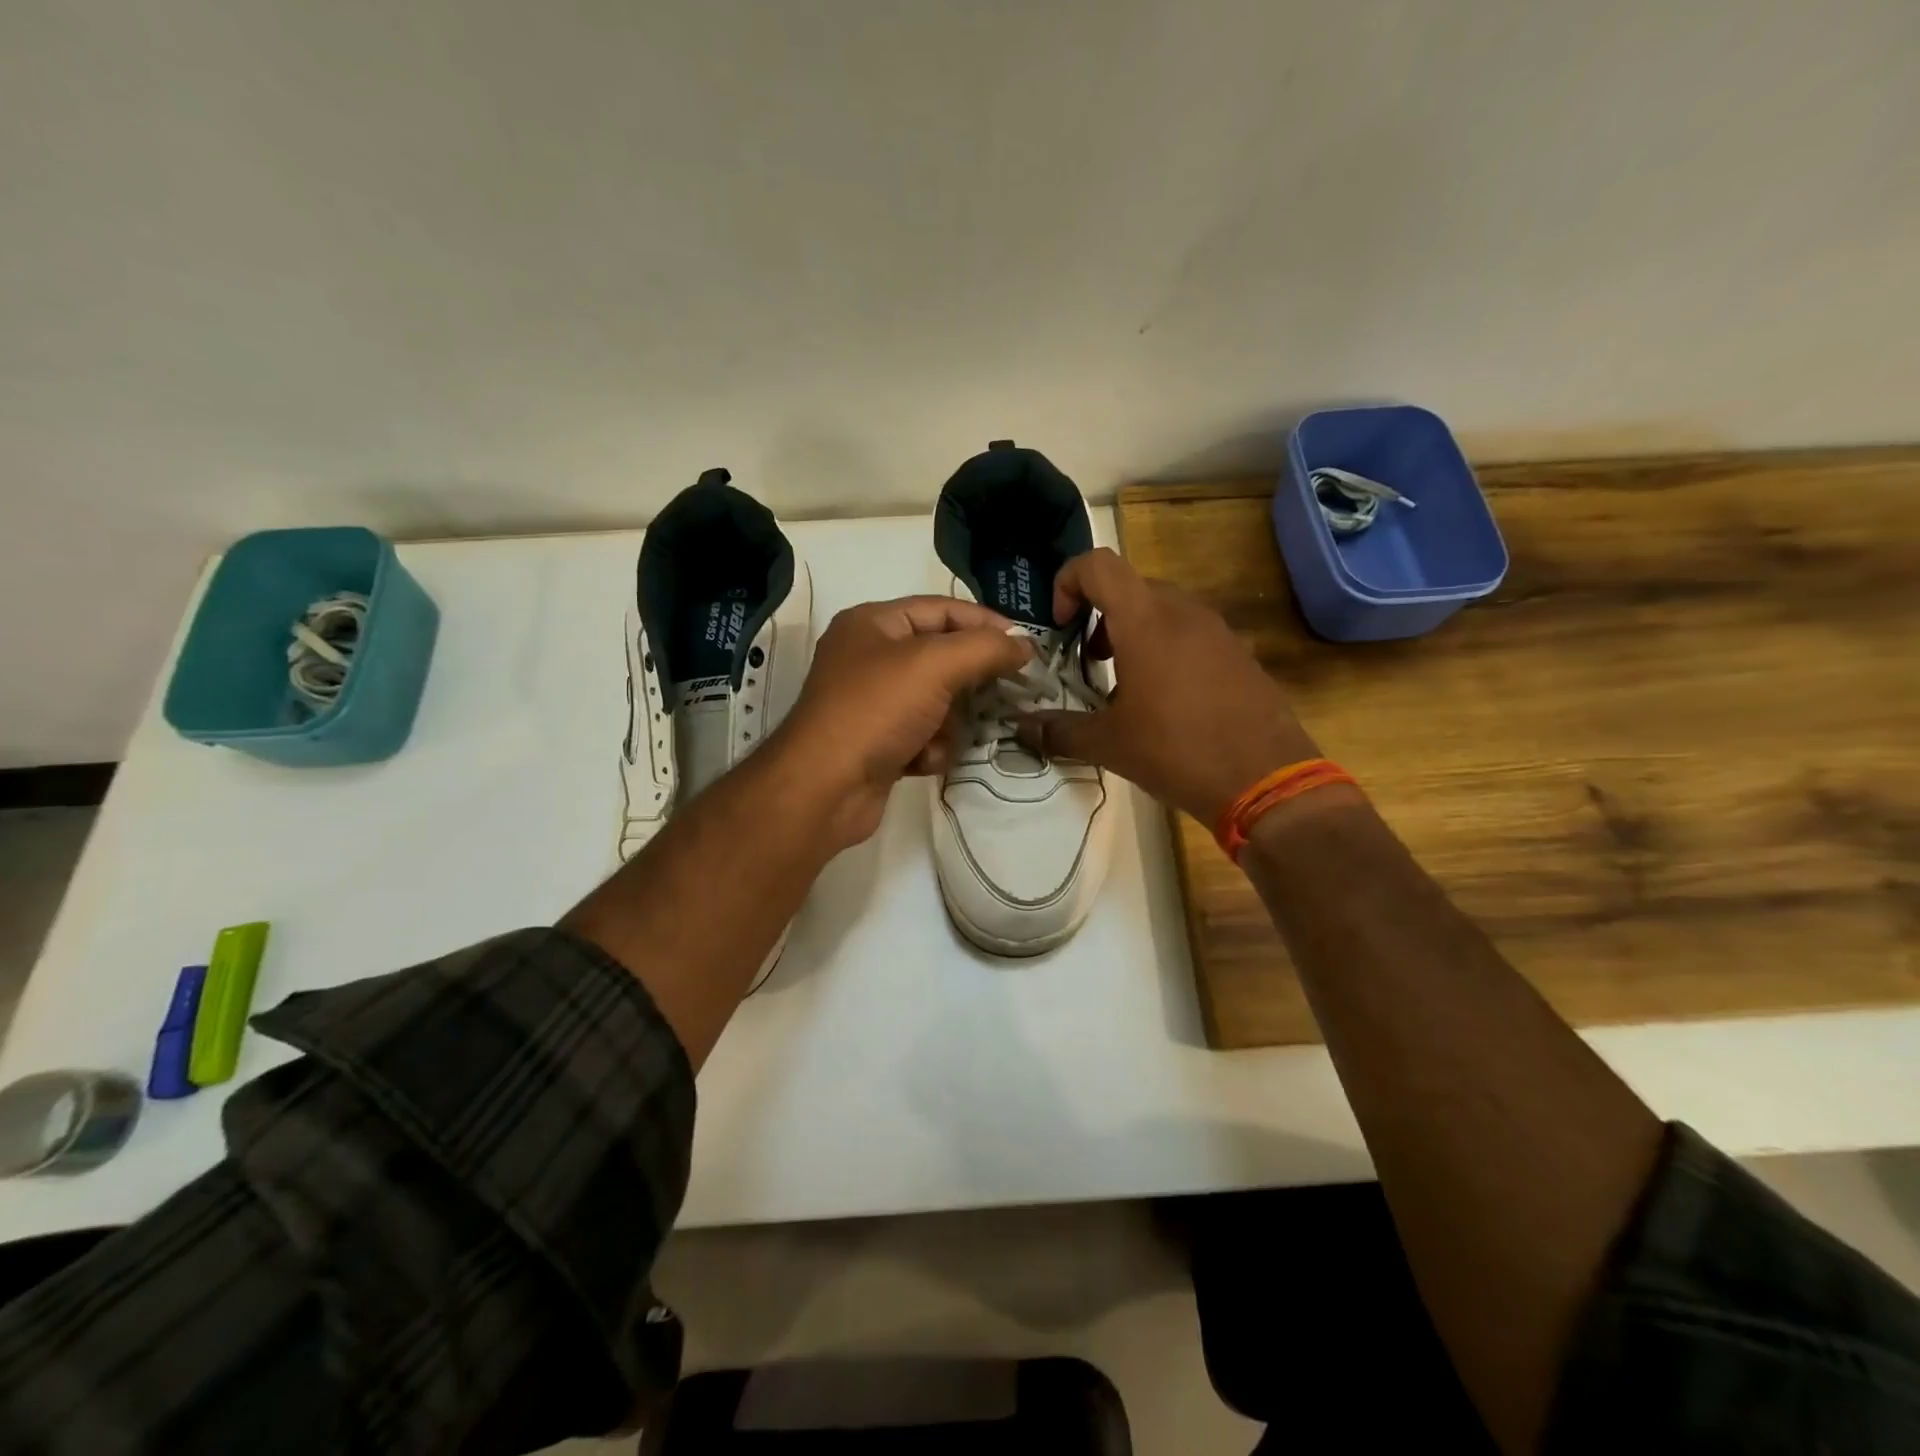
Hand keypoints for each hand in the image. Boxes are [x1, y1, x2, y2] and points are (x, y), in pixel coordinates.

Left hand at [773, 596, 1034, 848]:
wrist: (825, 789)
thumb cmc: (876, 711)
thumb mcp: (935, 665)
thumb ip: (986, 648)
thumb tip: (1025, 644)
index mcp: (873, 623)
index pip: (943, 609)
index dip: (987, 624)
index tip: (1027, 648)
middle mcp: (870, 657)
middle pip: (943, 658)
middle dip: (969, 681)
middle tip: (1005, 694)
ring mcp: (873, 703)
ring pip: (939, 701)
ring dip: (948, 723)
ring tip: (940, 736)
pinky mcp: (879, 742)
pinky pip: (925, 734)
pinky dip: (930, 748)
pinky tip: (920, 761)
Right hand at [1016, 548, 1319, 823]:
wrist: (1267, 780)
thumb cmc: (1177, 751)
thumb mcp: (1108, 744)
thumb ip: (1059, 730)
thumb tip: (1023, 729)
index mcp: (1145, 621)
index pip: (1098, 564)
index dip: (1068, 582)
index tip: (1061, 626)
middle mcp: (1183, 612)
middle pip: (1129, 586)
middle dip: (1098, 615)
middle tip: (1088, 661)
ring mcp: (1218, 630)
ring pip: (1162, 609)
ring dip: (1132, 632)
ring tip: (1123, 683)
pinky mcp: (1239, 652)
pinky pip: (1191, 632)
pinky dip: (1165, 648)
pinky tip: (1165, 700)